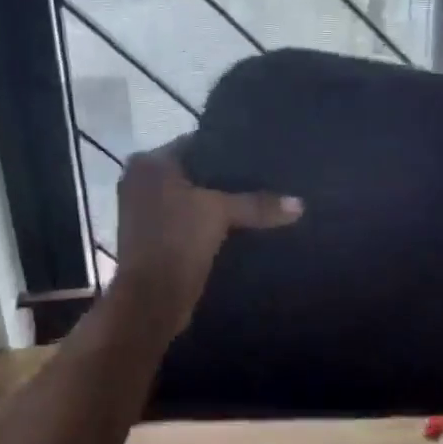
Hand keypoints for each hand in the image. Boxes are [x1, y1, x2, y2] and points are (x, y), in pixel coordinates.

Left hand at [109, 138, 302, 339]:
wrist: (151, 301)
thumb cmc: (176, 241)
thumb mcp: (220, 214)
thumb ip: (258, 204)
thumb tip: (300, 204)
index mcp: (149, 164)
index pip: (196, 143)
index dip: (228, 149)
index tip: (261, 154)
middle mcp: (141, 182)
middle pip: (196, 174)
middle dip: (228, 180)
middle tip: (268, 178)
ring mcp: (146, 214)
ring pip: (194, 201)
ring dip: (220, 206)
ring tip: (262, 201)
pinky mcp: (157, 241)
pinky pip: (191, 224)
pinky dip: (211, 226)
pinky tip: (243, 227)